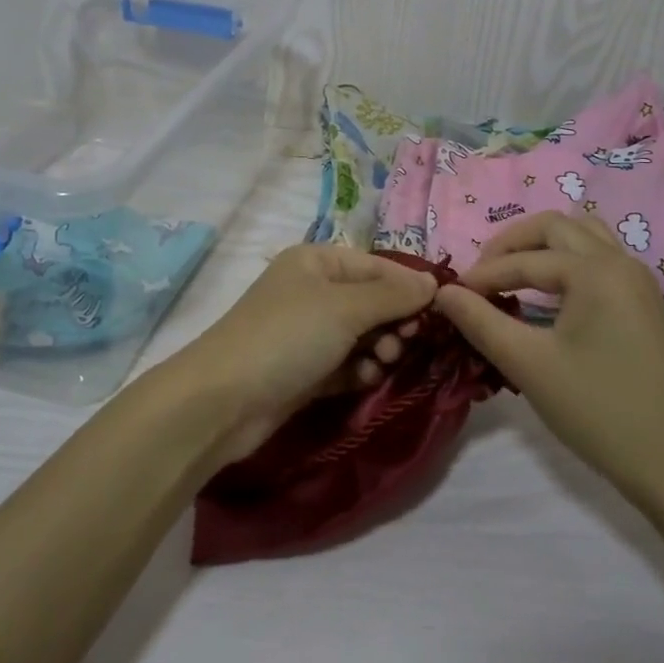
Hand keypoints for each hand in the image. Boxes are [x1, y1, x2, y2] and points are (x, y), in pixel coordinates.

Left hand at [173, 245, 435, 461]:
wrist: (223, 401)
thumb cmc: (287, 337)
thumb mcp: (345, 308)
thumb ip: (393, 295)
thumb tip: (434, 282)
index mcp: (316, 261)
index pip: (377, 266)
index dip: (408, 286)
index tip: (439, 312)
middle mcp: (312, 290)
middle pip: (371, 300)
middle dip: (394, 321)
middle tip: (406, 342)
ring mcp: (307, 332)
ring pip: (363, 335)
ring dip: (380, 348)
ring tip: (384, 362)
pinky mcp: (305, 370)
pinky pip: (347, 363)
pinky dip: (361, 370)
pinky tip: (366, 379)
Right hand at [435, 212, 663, 501]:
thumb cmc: (599, 411)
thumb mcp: (529, 365)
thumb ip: (481, 321)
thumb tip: (443, 293)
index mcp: (595, 270)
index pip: (524, 260)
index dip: (483, 275)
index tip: (450, 296)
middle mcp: (620, 262)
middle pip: (555, 228)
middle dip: (511, 245)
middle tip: (480, 276)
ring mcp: (637, 282)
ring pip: (582, 237)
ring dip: (542, 246)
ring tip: (511, 275)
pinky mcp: (643, 304)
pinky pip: (599, 259)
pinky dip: (566, 262)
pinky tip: (547, 295)